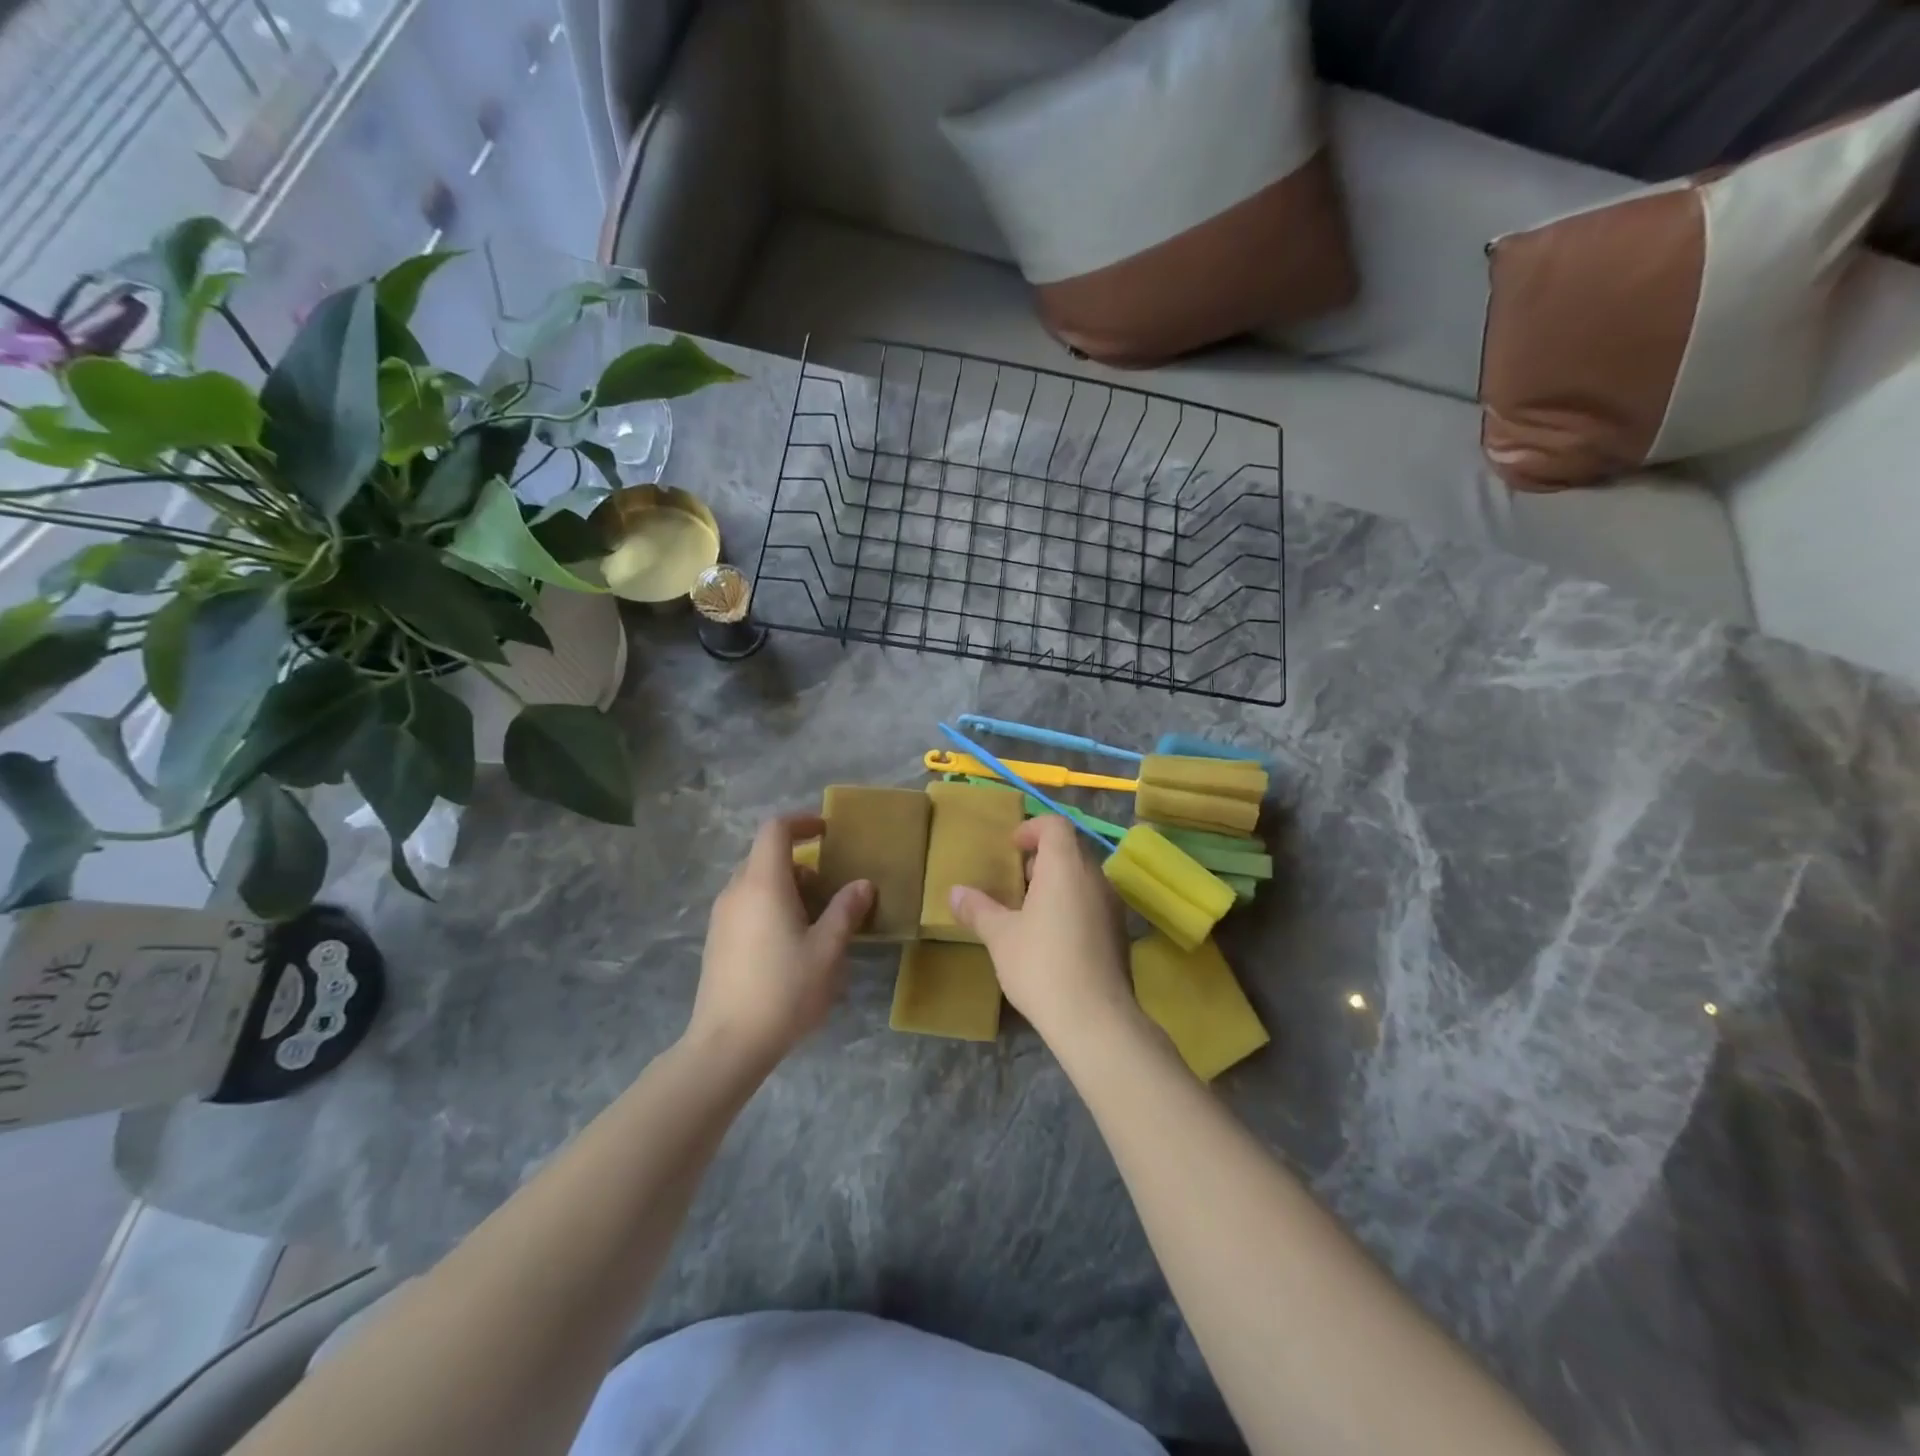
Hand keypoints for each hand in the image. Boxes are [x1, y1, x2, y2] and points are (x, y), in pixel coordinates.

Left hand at [687, 813, 873, 1066]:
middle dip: (801, 864)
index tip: (827, 832)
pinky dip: (771, 907)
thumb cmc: (784, 990)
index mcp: (763, 883)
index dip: (802, 822)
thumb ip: (846, 911)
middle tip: (831, 891)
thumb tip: (862, 884)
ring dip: (788, 889)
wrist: (727, 1044)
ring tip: (816, 922)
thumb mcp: (828, 950)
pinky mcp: (717, 942)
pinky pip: (746, 906)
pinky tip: (791, 945)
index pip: (775, 829)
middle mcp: (736, 891)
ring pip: (756, 884)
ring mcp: (721, 917)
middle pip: (766, 857)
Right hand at [947, 815, 1140, 1048]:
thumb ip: (978, 909)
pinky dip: (1072, 905)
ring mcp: (1112, 905)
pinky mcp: (1119, 932)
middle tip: (1015, 882)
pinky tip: (1053, 938)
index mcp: (1065, 867)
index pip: (1055, 825)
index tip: (1012, 848)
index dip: (1032, 828)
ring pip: (1083, 878)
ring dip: (1057, 883)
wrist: (1096, 1020)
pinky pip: (1093, 902)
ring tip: (1029, 911)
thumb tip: (955, 892)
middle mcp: (1095, 877)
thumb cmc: (1042, 966)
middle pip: (1070, 849)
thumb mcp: (1000, 937)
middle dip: (1041, 858)